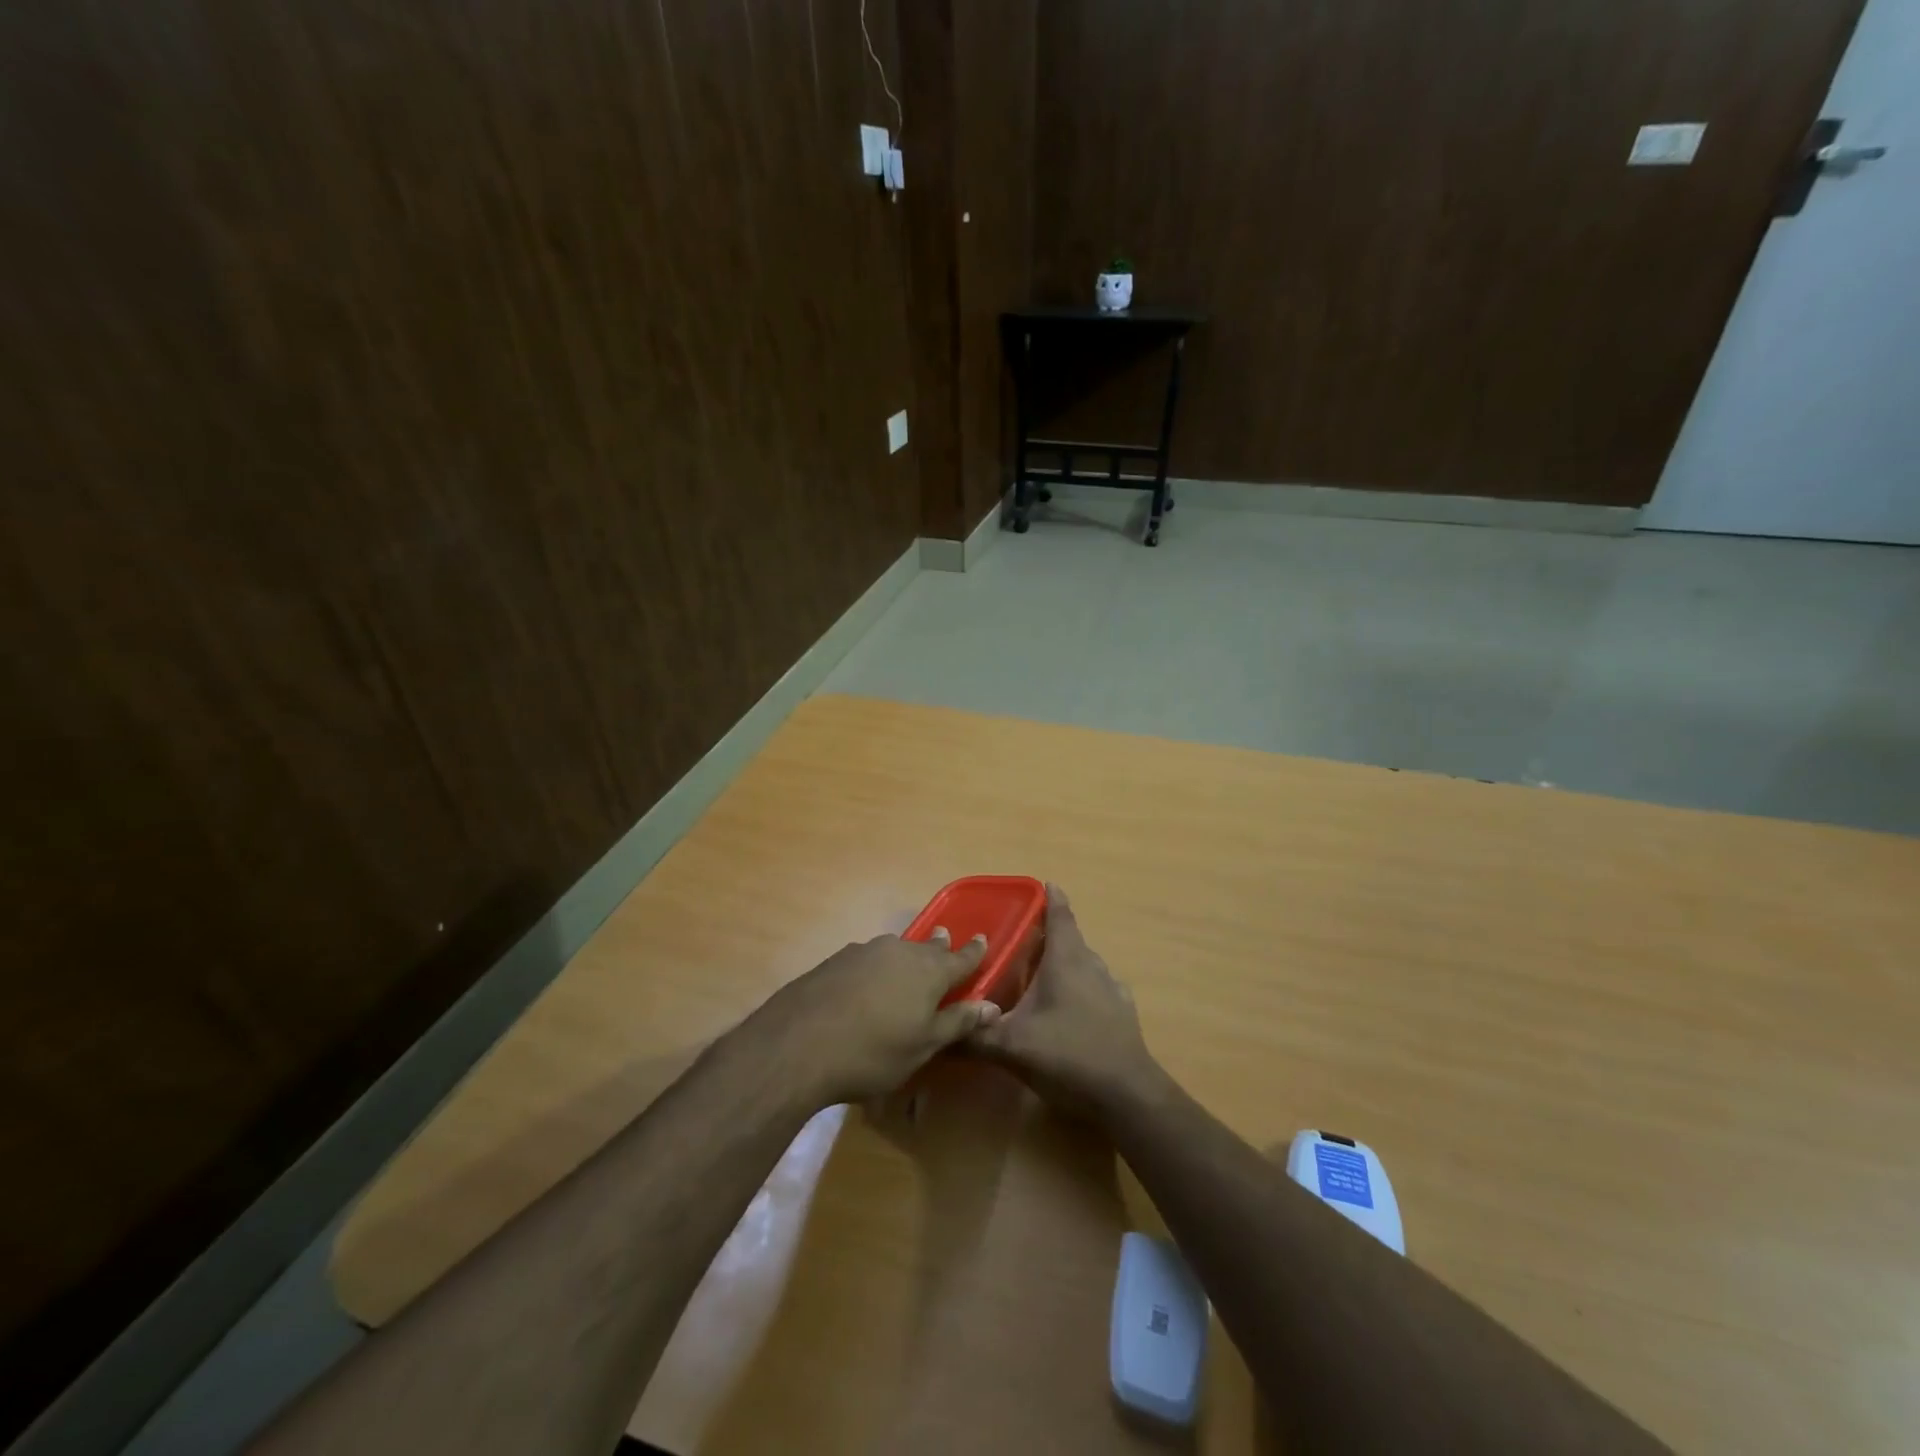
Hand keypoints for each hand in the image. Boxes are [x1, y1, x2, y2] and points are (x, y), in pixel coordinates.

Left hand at [747, 930, 1001, 1104]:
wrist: (797, 1045)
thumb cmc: (873, 1052)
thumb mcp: (923, 1046)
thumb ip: (958, 1022)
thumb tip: (991, 1006)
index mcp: (929, 971)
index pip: (961, 958)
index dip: (974, 952)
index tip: (983, 940)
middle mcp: (899, 951)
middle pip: (926, 948)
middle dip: (939, 947)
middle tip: (945, 941)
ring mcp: (864, 952)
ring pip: (894, 950)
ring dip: (905, 957)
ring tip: (907, 966)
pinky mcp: (834, 961)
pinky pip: (867, 959)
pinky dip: (876, 969)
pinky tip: (866, 985)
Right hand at [968, 885, 1160, 1115]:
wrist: (1126, 1095)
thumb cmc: (1067, 1054)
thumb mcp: (1012, 1046)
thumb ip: (974, 1036)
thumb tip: (938, 1032)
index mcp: (1066, 959)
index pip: (1060, 914)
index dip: (1050, 898)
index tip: (1039, 886)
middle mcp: (1092, 964)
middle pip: (1069, 939)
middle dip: (1046, 936)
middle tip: (1017, 942)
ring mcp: (1111, 988)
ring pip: (1082, 964)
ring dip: (1062, 964)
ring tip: (1037, 976)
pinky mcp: (1122, 1013)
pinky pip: (1096, 988)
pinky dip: (1079, 989)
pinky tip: (1066, 1010)